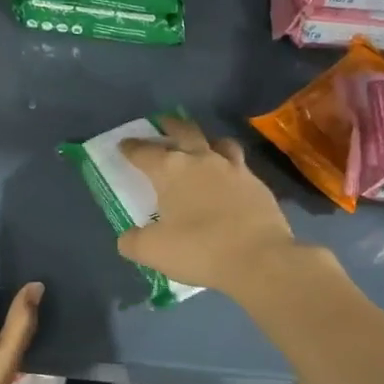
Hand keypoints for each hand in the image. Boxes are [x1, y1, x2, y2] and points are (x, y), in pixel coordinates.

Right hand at [117, 116, 300, 295]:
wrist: (259, 259)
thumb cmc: (199, 249)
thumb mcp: (153, 251)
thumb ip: (133, 241)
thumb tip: (128, 237)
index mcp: (171, 170)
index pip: (144, 152)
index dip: (131, 148)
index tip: (123, 145)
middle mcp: (202, 160)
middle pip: (184, 131)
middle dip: (170, 126)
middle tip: (162, 124)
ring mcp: (234, 169)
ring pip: (219, 143)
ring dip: (206, 141)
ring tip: (202, 148)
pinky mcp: (258, 185)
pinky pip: (240, 167)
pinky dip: (229, 168)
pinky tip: (229, 182)